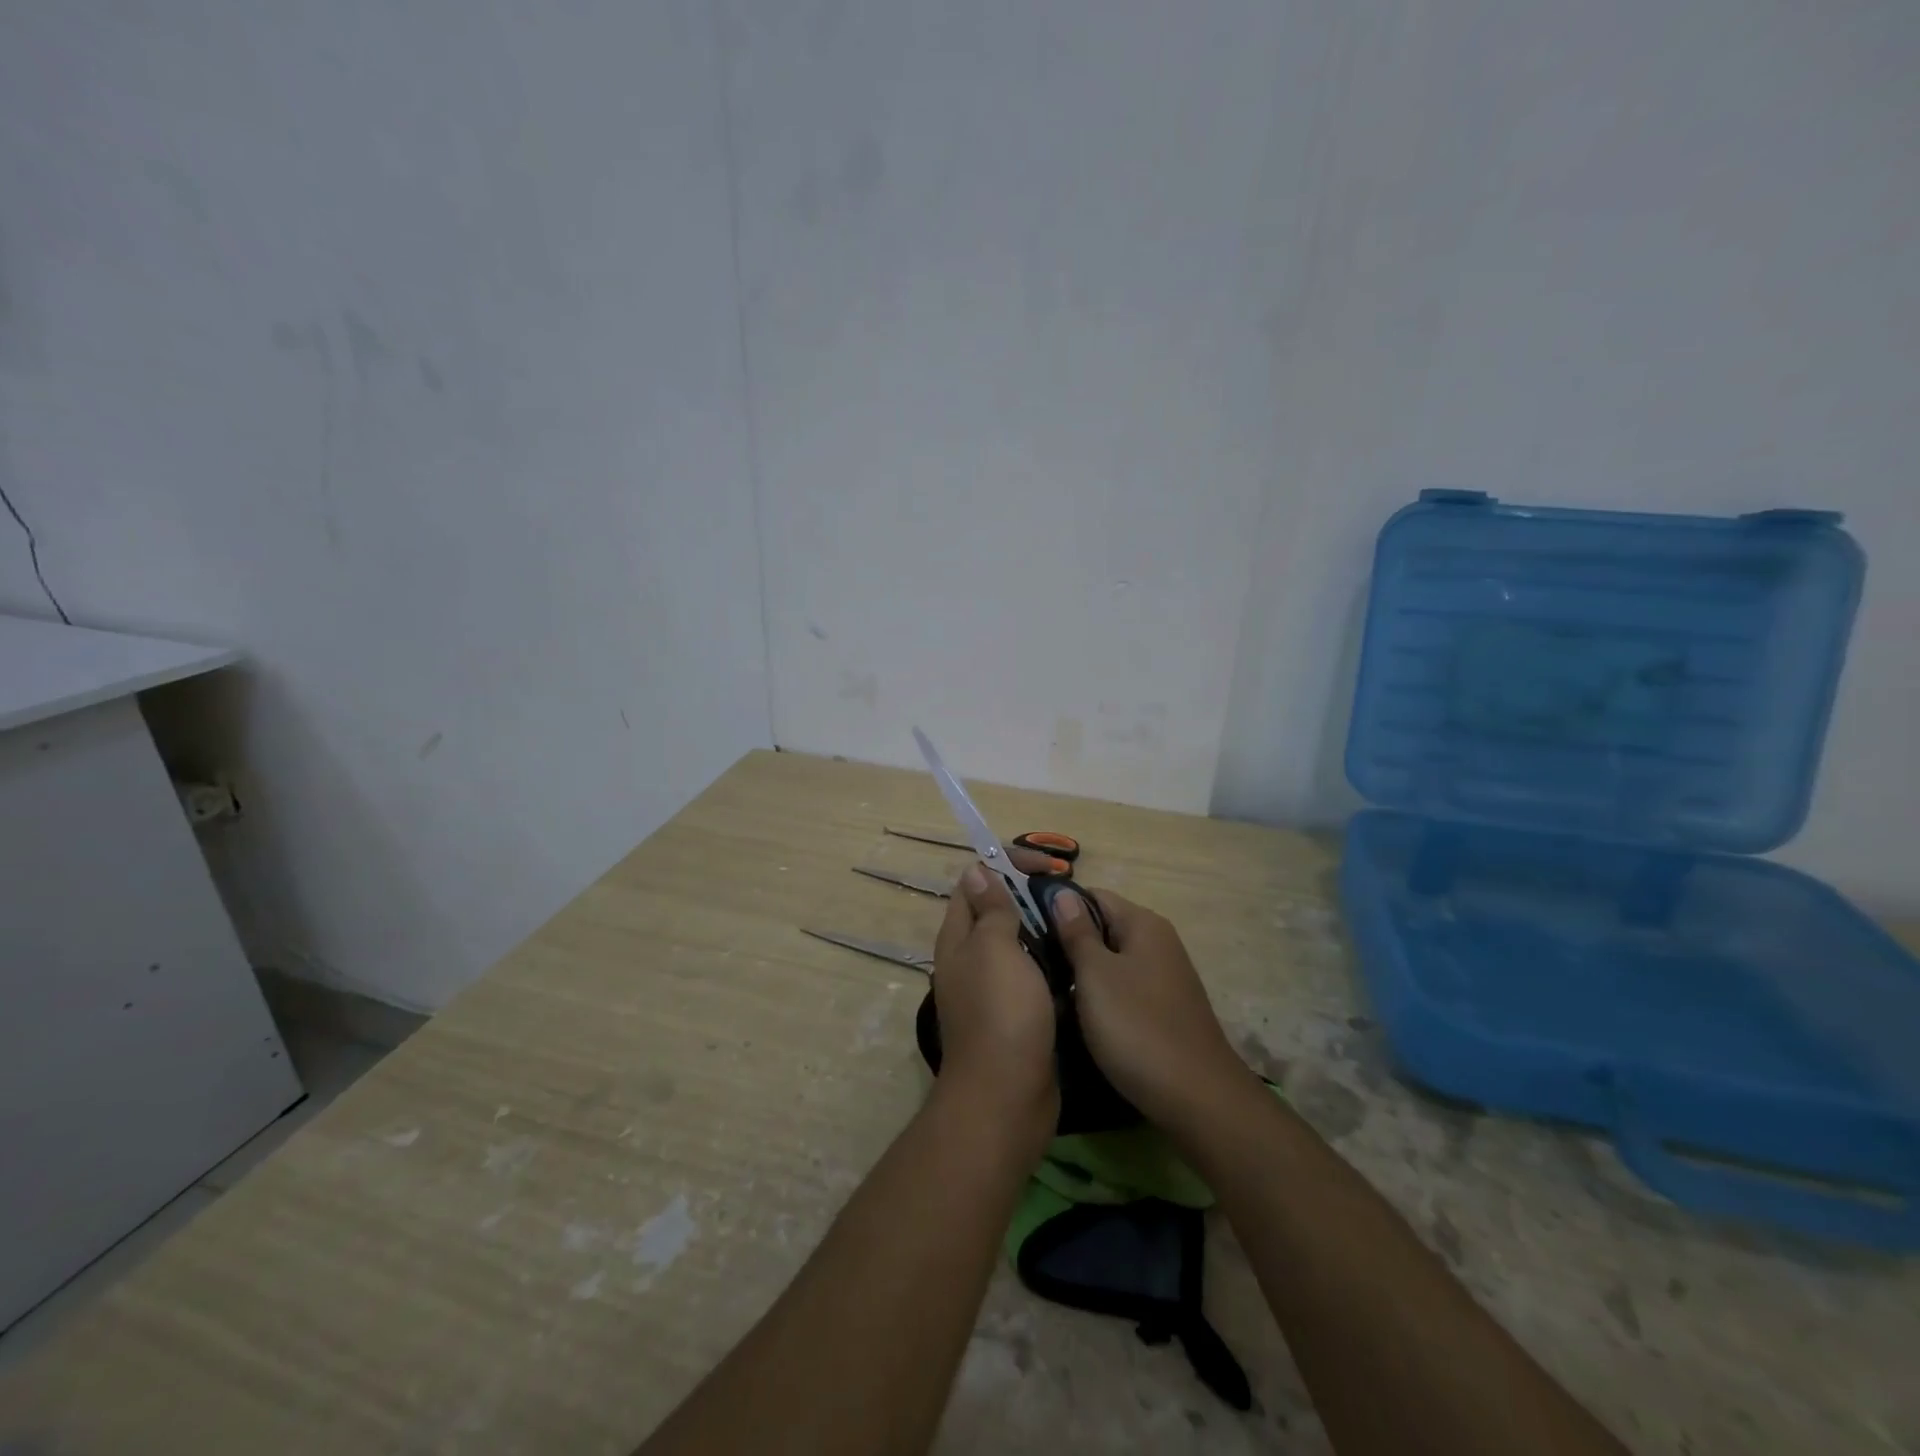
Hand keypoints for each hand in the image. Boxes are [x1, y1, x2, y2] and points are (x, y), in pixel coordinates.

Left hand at [930, 864, 1059, 1146]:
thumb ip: (990, 910)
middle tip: (1067, 892)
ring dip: (1042, 928)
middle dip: (1028, 895)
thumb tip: (976, 871)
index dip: (1005, 864)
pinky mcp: (1017, 1014)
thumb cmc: (1001, 1012)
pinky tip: (1076, 960)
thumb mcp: (995, 948)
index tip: (1046, 866)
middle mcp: (970, 959)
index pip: (974, 882)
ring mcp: (993, 989)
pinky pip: (1032, 976)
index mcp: (959, 938)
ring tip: (1076, 921)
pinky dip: (1051, 963)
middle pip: (996, 912)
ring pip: (1017, 944)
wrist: (1007, 1096)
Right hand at [1050, 888, 1245, 1128]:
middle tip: (1031, 961)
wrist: (1197, 1098)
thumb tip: (1062, 892)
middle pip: (1103, 927)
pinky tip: (1079, 1015)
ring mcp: (1164, 977)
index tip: (1027, 926)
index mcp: (1144, 924)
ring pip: (1112, 961)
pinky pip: (1124, 988)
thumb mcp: (1095, 975)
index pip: (1093, 896)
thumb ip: (1077, 932)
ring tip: (1047, 988)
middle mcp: (1158, 943)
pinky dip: (1101, 996)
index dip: (1059, 907)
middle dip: (1068, 942)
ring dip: (1082, 972)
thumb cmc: (1137, 1027)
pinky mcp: (1164, 1008)